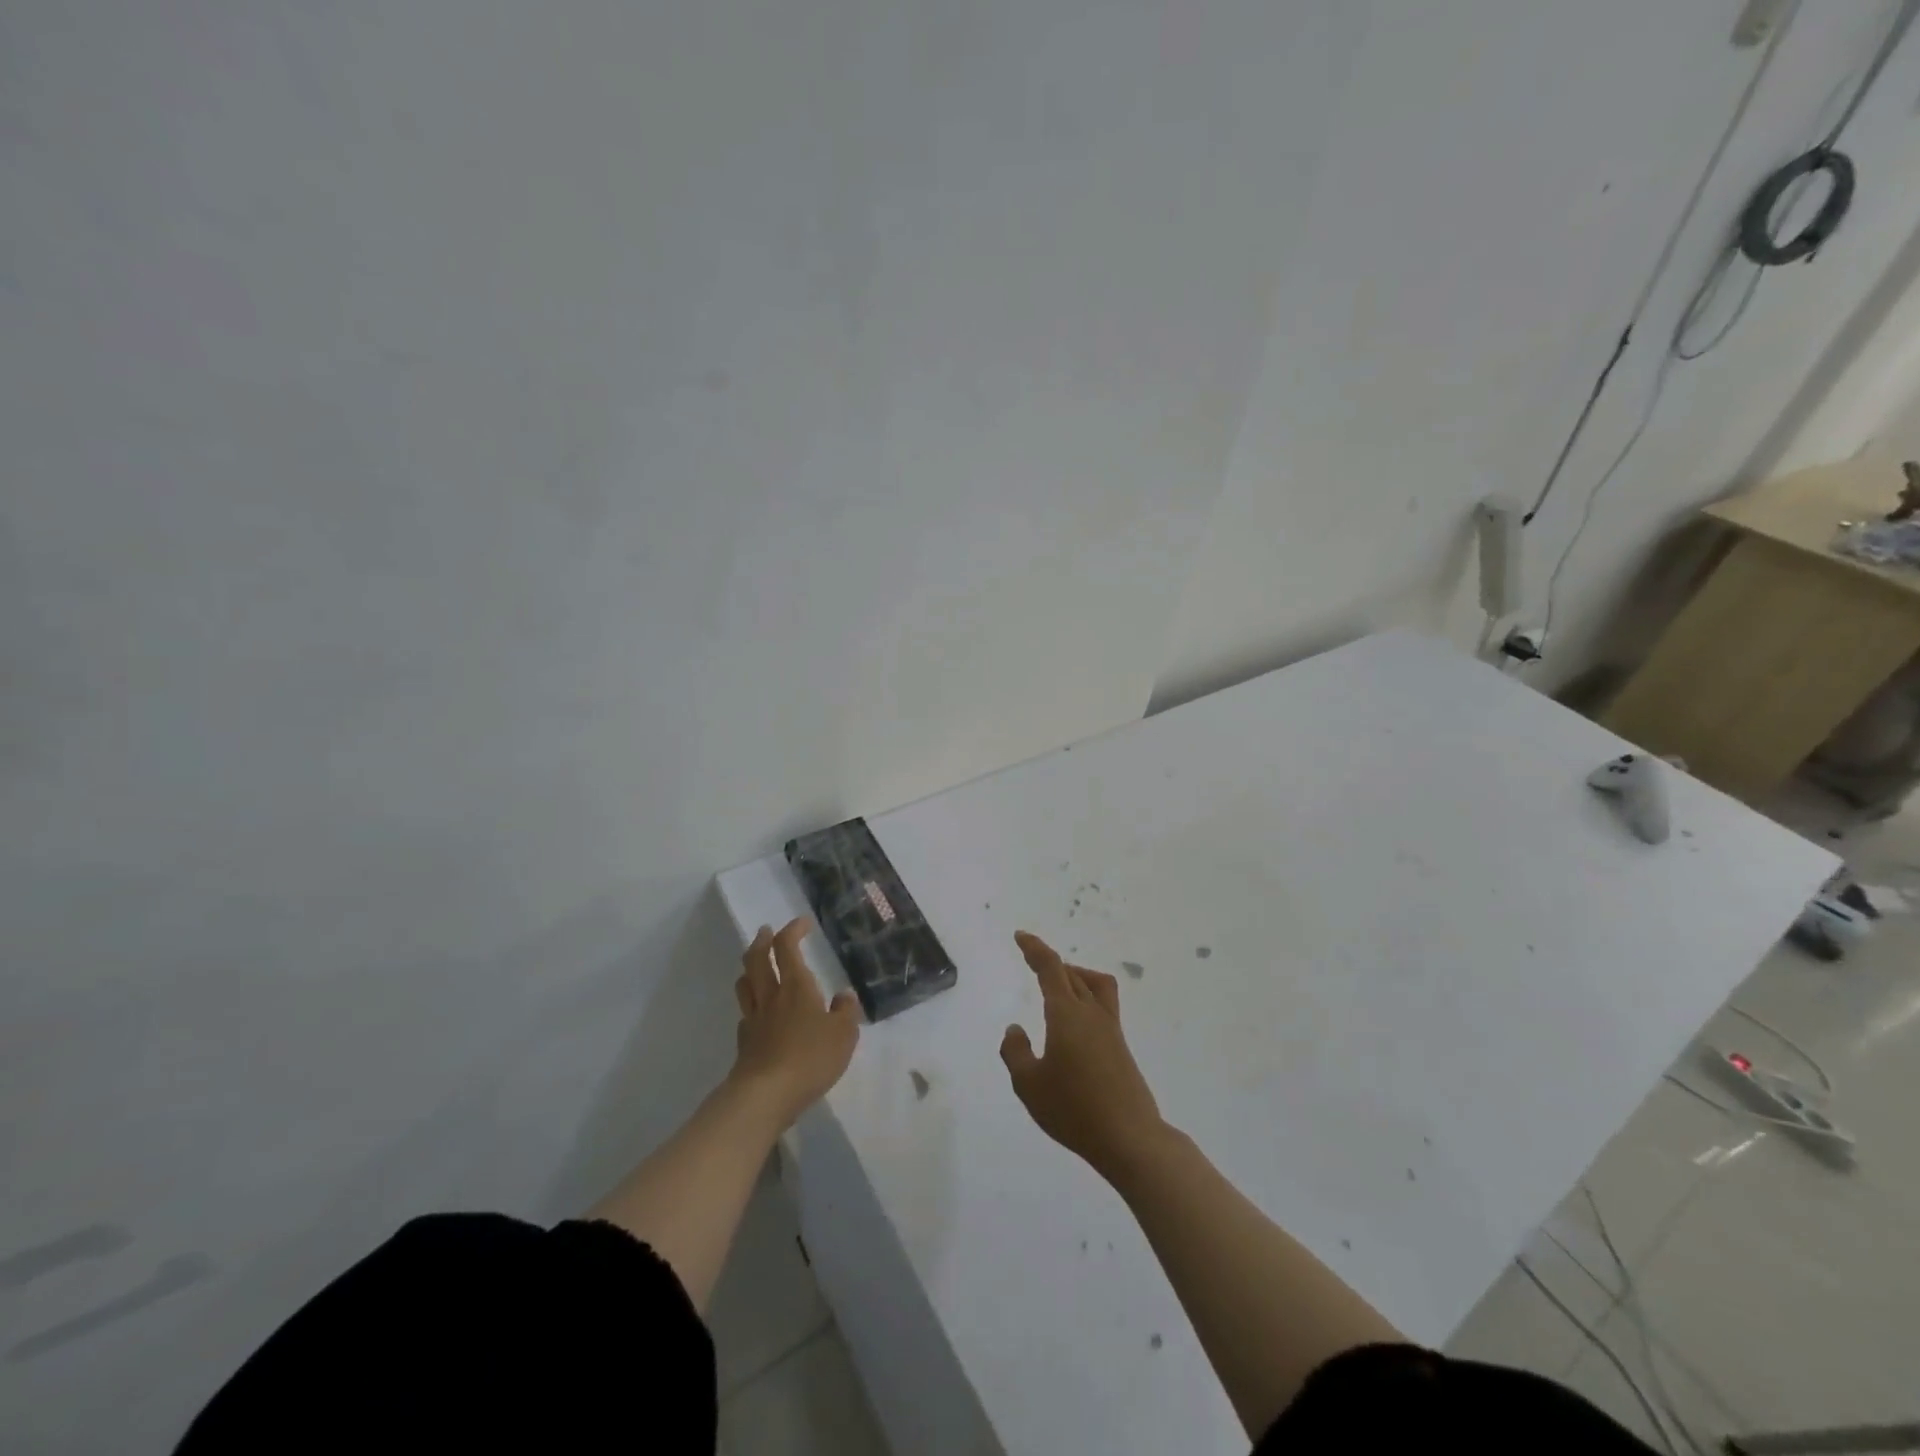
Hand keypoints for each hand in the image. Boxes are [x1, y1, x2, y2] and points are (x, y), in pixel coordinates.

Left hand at [729, 918, 860, 1129]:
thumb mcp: (844, 1035)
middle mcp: (771, 996)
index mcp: (796, 986)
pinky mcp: (744, 1043)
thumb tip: (843, 995)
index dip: (793, 930)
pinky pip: (745, 1014)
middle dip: (762, 941)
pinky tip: (758, 1013)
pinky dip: (751, 1005)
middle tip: (766, 931)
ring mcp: (754, 1019)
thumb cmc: (810, 1058)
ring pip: (745, 984)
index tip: (803, 923)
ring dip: (749, 968)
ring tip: (756, 965)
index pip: (787, 947)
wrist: (766, 1095)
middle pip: (757, 959)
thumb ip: (846, 1011)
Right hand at [1000, 931, 1166, 1180]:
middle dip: (1051, 963)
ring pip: (1094, 984)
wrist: (1130, 1138)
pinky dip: (1086, 996)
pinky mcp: (1121, 1046)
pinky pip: (1103, 1004)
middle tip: (1033, 962)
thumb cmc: (1074, 1110)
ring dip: (1075, 976)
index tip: (1021, 936)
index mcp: (1066, 1014)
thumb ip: (1016, 1052)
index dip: (1035, 948)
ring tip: (1058, 986)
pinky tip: (1075, 1023)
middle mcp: (1091, 1012)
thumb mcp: (1029, 1085)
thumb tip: (1016, 1028)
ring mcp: (1110, 1029)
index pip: (1050, 968)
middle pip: (1072, 973)